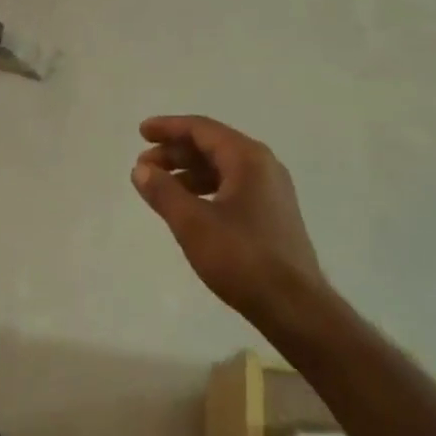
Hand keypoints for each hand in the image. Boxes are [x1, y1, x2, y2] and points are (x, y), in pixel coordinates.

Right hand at [132, 115, 327, 325]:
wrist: (295, 308)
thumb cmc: (242, 258)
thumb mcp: (193, 223)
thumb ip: (163, 191)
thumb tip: (141, 169)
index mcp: (247, 157)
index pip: (202, 129)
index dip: (168, 128)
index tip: (141, 132)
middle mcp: (263, 165)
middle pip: (212, 145)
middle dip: (175, 152)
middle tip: (144, 165)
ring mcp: (271, 190)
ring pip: (222, 168)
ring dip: (189, 172)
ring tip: (160, 187)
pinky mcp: (273, 214)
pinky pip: (233, 186)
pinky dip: (206, 189)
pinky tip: (188, 207)